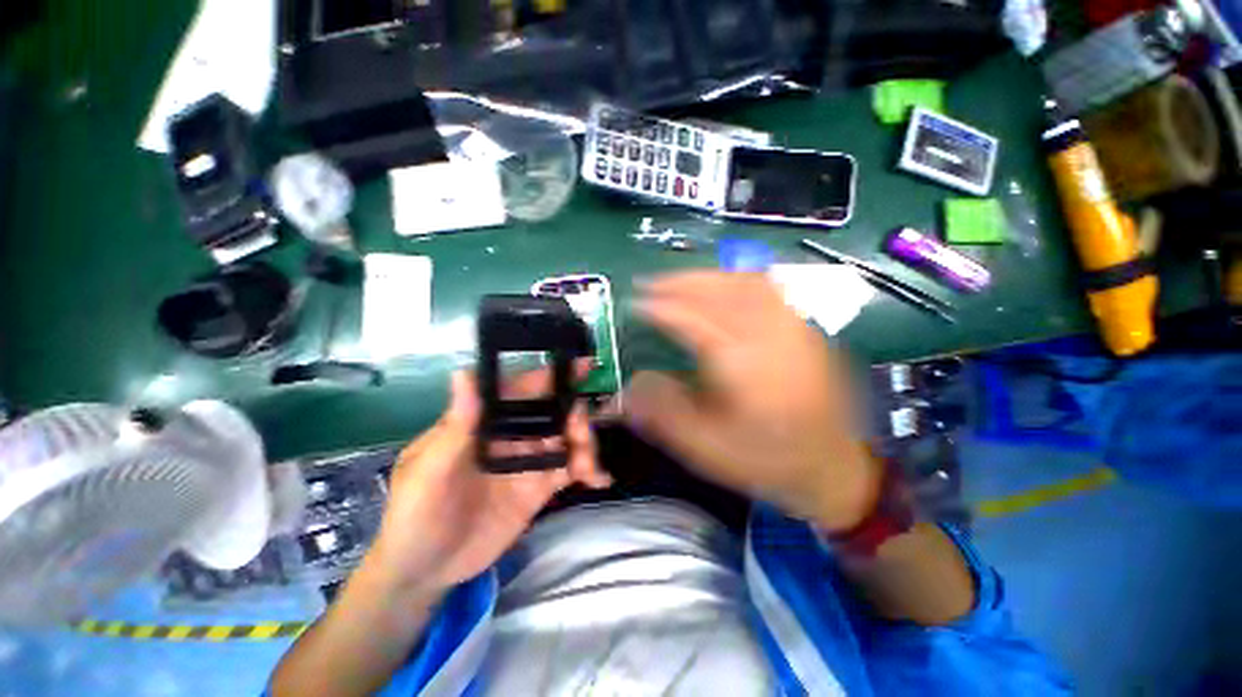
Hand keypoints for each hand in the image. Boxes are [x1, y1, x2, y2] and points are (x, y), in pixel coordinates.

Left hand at [364, 368, 611, 595]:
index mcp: (485, 423)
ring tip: (589, 468)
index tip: (584, 367)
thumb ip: (456, 426)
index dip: (551, 376)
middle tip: (583, 437)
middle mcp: (511, 436)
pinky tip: (601, 479)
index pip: (522, 391)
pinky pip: (571, 469)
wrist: (426, 572)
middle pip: (553, 413)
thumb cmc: (415, 515)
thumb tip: (465, 373)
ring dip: (587, 445)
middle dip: (576, 417)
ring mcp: (528, 461)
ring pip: (568, 439)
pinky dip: (589, 469)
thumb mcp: (429, 472)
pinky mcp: (540, 487)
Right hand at [626, 271, 881, 531]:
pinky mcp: (804, 328)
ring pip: (744, 283)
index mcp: (742, 367)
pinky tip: (721, 285)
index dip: (660, 307)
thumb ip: (662, 414)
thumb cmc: (766, 461)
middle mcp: (769, 337)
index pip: (693, 321)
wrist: (833, 467)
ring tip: (677, 281)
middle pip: (719, 292)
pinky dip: (736, 279)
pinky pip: (767, 288)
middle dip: (679, 282)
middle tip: (649, 283)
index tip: (635, 303)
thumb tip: (624, 390)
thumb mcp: (706, 449)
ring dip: (706, 276)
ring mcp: (792, 328)